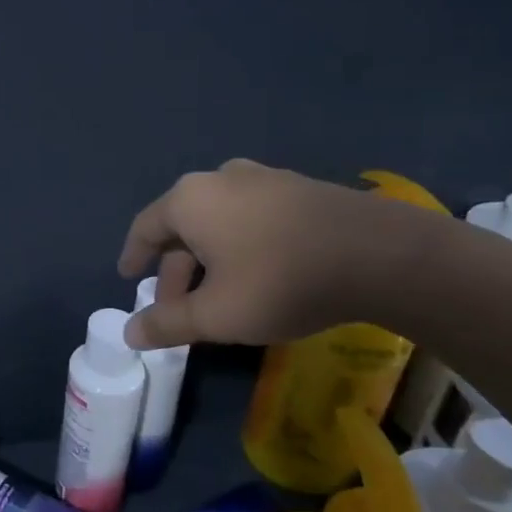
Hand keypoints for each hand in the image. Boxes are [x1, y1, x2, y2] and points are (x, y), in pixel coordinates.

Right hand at [118, 160, 433, 349]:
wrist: (382, 255)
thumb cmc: (280, 281)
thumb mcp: (216, 315)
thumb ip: (167, 324)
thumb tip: (129, 334)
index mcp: (189, 200)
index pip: (146, 227)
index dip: (133, 256)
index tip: (128, 276)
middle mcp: (220, 179)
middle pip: (183, 225)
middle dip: (176, 269)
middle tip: (178, 307)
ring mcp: (264, 178)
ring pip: (219, 220)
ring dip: (208, 257)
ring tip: (217, 293)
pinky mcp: (299, 188)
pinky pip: (252, 216)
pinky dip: (240, 244)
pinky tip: (257, 273)